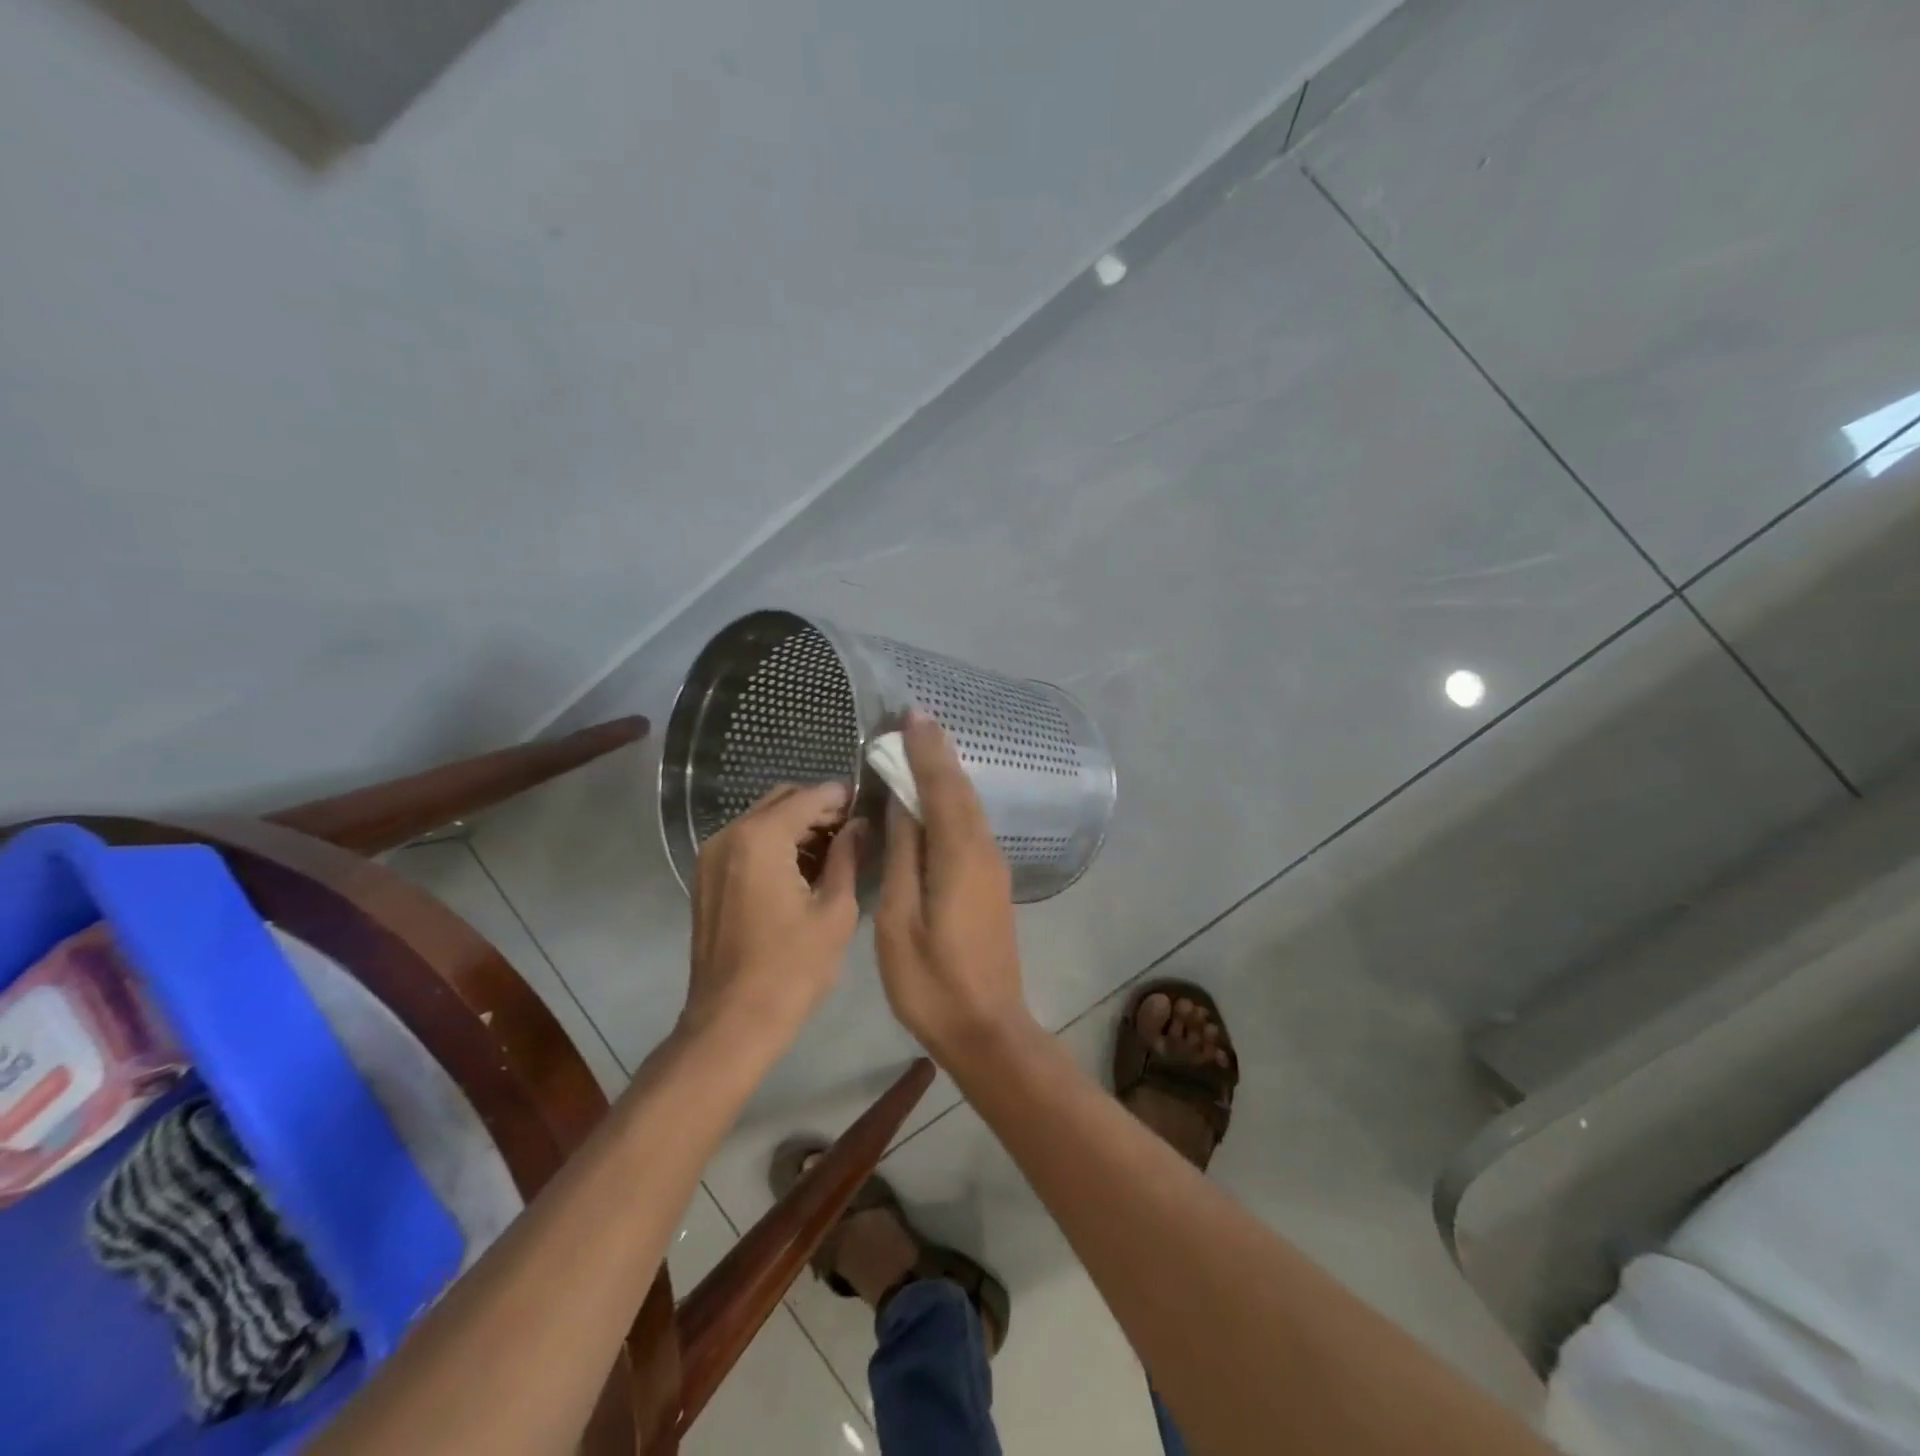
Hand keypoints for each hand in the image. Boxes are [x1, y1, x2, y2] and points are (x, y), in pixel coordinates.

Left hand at [685, 781, 862, 1045]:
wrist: (731, 1023)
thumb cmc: (792, 969)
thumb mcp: (835, 911)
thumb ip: (848, 856)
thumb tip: (860, 825)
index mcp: (761, 838)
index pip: (809, 796)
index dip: (842, 797)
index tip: (870, 806)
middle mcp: (729, 835)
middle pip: (782, 800)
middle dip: (819, 809)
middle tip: (854, 832)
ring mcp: (711, 856)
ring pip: (762, 819)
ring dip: (797, 826)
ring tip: (834, 852)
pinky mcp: (706, 877)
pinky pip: (746, 842)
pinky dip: (775, 843)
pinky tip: (802, 869)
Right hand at [875, 711, 1033, 1056]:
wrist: (987, 1029)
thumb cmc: (932, 982)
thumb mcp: (900, 921)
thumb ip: (903, 858)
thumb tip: (904, 807)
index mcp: (959, 856)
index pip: (941, 788)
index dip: (926, 750)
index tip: (911, 714)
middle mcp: (984, 851)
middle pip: (961, 790)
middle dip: (938, 752)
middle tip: (913, 719)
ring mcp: (994, 867)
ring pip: (970, 806)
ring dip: (947, 773)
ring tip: (922, 745)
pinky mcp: (993, 883)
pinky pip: (971, 826)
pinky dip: (953, 800)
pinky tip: (937, 797)